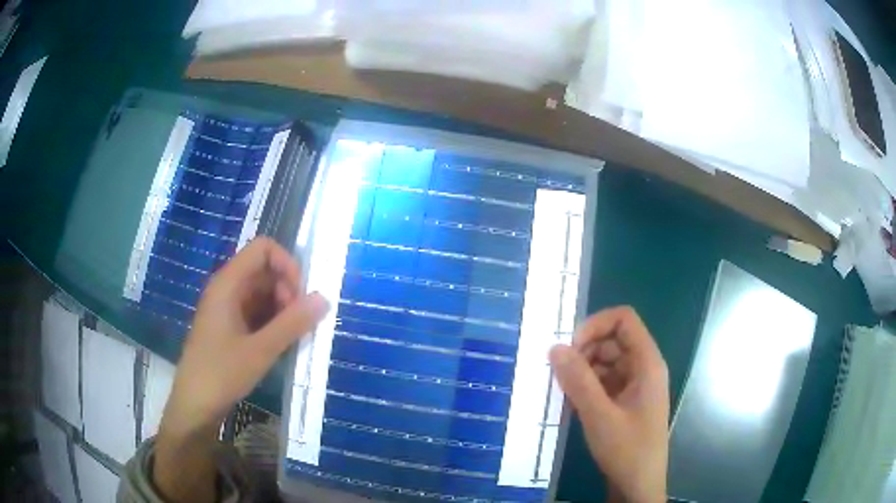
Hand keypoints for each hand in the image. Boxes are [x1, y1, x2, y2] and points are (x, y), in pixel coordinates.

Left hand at [154, 238, 328, 502]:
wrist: (195, 405)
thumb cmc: (221, 373)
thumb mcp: (260, 350)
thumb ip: (292, 323)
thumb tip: (324, 298)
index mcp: (228, 283)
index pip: (262, 248)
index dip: (286, 263)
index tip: (301, 295)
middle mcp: (227, 288)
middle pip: (265, 270)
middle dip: (287, 290)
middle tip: (297, 323)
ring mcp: (227, 308)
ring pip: (263, 293)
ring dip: (282, 309)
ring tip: (291, 337)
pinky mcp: (229, 326)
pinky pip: (257, 312)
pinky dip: (273, 322)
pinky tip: (281, 344)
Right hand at [549, 307, 668, 502]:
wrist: (638, 485)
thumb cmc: (627, 449)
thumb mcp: (599, 415)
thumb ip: (578, 380)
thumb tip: (555, 347)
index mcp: (647, 363)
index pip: (624, 320)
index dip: (596, 325)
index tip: (570, 347)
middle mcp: (643, 368)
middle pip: (612, 340)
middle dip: (584, 351)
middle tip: (559, 374)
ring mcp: (634, 386)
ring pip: (605, 362)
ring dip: (582, 371)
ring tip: (562, 391)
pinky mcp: (625, 401)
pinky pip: (603, 382)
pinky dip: (586, 387)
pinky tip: (571, 404)